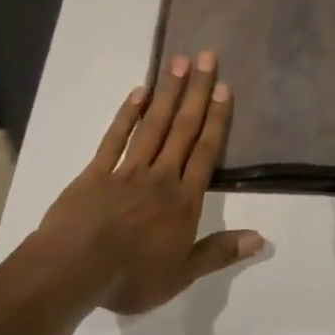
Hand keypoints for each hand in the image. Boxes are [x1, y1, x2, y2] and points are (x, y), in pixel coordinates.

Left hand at [36, 51, 263, 313]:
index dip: (217, 119)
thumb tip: (261, 239)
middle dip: (197, 92)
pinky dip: (127, 114)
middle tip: (207, 57)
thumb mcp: (182, 274)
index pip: (206, 152)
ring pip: (153, 125)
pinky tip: (138, 92)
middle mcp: (161, 176)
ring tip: (179, 63)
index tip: (224, 88)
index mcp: (184, 199)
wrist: (72, 271)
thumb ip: (220, 252)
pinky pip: (115, 137)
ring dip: (168, 93)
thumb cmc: (131, 277)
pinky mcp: (96, 172)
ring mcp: (127, 170)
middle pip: (183, 128)